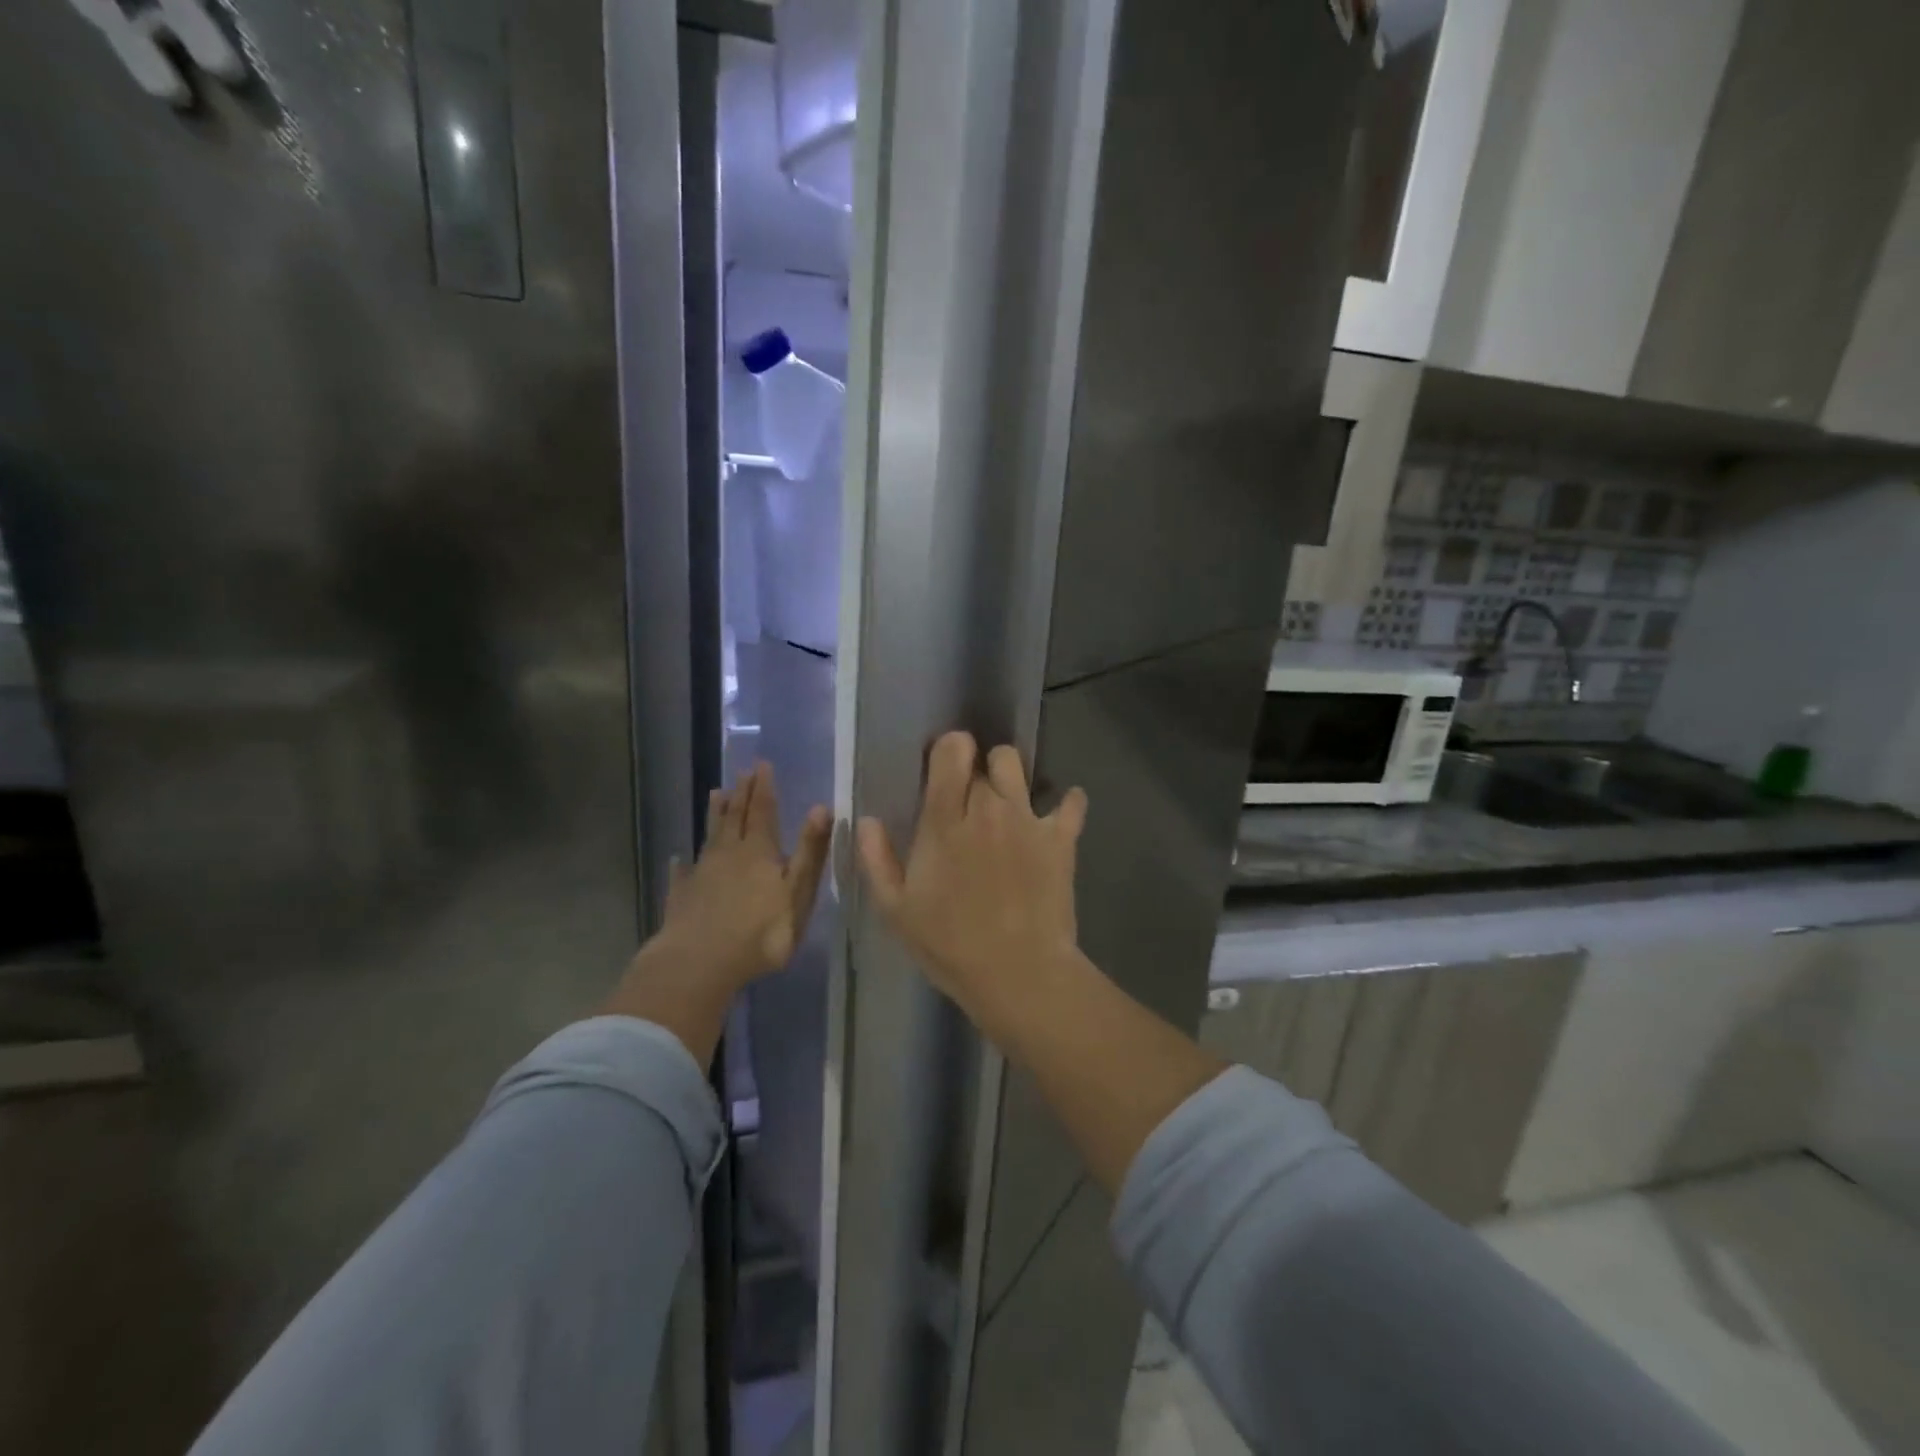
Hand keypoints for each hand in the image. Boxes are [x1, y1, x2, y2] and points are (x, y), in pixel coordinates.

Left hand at [657, 761, 832, 992]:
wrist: (700, 964)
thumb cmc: (761, 931)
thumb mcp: (798, 891)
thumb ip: (810, 850)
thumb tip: (821, 807)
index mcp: (759, 851)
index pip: (763, 811)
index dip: (764, 788)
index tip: (762, 764)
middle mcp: (728, 854)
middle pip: (735, 817)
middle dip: (742, 794)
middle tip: (743, 772)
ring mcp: (701, 875)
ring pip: (710, 836)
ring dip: (715, 815)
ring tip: (715, 793)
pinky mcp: (681, 898)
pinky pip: (682, 874)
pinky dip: (682, 864)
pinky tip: (677, 859)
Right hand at [856, 732, 1087, 1043]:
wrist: (1018, 973)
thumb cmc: (950, 944)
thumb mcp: (896, 910)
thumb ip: (877, 859)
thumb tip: (867, 820)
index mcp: (944, 821)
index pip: (950, 752)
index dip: (948, 749)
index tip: (944, 766)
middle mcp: (987, 808)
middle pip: (983, 761)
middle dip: (974, 772)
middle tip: (969, 801)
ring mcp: (1027, 819)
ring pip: (1018, 767)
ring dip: (1009, 776)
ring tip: (1007, 801)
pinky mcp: (1061, 838)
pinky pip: (1072, 802)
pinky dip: (1068, 803)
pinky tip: (1059, 815)